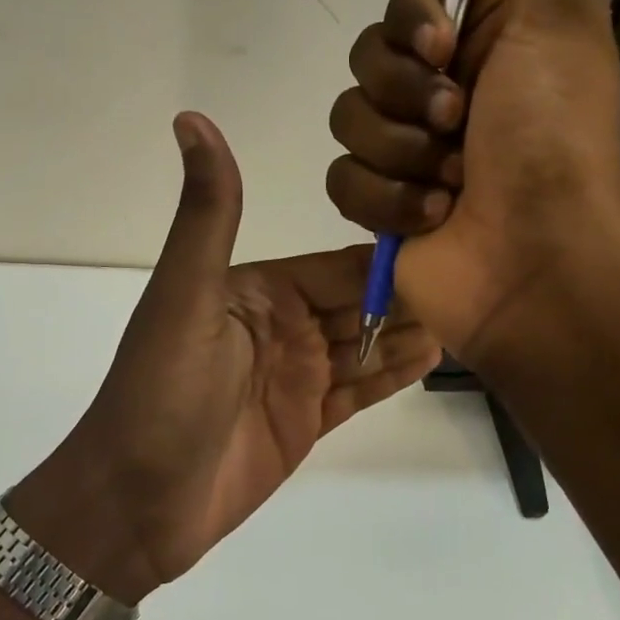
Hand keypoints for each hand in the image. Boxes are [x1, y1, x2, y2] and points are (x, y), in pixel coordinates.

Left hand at [12, 113, 439, 603]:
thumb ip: (208, 214)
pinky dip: (394, 373)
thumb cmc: (162, 393)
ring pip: (367, 344)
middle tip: (483, 276)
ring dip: (411, 330)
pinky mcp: (306, 421)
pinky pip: (361, 390)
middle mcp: (282, 325)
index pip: (337, 264)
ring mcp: (296, 376)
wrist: (136, 501)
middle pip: (360, 303)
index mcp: (257, 290)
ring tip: (476, 313)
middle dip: (413, 292)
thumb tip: (191, 118)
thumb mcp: (186, 295)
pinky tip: (437, 356)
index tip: (453, 232)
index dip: (389, 252)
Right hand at [324, 0, 619, 366]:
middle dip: (408, 92)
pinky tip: (432, 218)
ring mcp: (406, 150)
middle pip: (367, 55)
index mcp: (484, 42)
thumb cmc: (551, 139)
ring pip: (347, 116)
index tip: (445, 49)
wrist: (536, 262)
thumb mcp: (563, 13)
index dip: (414, 19)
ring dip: (401, 151)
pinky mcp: (378, 204)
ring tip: (451, 183)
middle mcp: (441, 90)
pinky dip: (386, 199)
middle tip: (458, 124)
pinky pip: (341, 177)